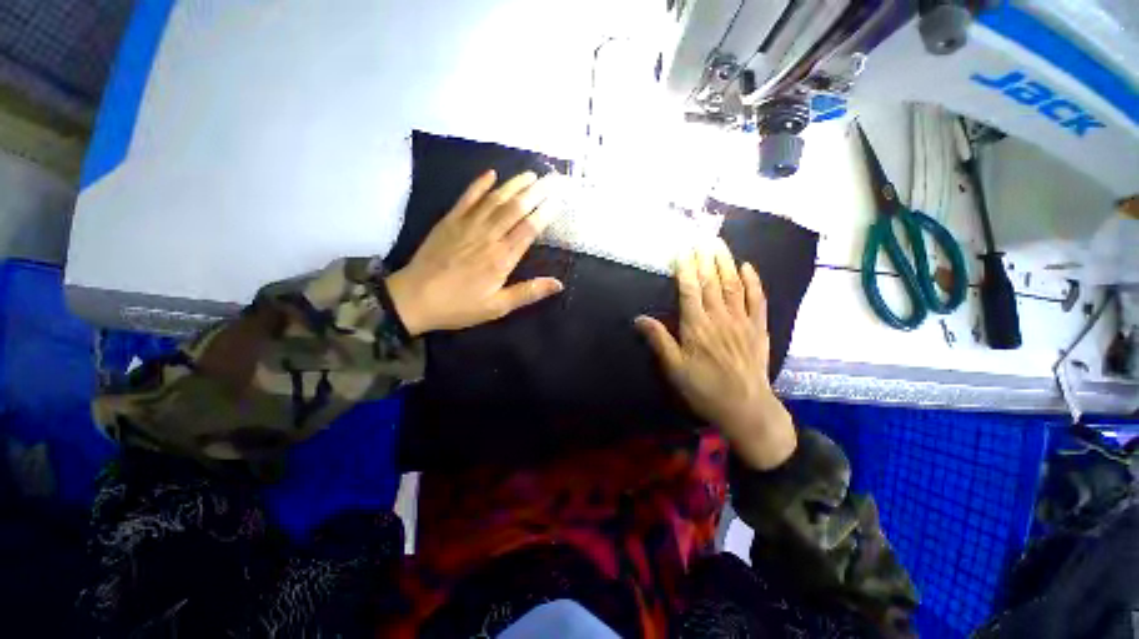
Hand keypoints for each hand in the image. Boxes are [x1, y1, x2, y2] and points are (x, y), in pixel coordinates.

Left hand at [386, 170, 563, 335]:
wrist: (413, 298)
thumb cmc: (459, 305)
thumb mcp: (498, 306)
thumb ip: (529, 292)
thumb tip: (559, 284)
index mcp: (502, 258)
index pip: (530, 228)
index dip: (546, 212)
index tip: (559, 199)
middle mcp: (488, 236)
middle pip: (516, 208)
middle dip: (536, 192)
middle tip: (552, 179)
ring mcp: (467, 225)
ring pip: (495, 199)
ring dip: (514, 184)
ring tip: (531, 174)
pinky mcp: (449, 221)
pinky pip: (467, 198)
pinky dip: (479, 184)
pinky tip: (491, 173)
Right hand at [636, 240, 795, 469]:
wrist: (746, 407)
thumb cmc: (704, 388)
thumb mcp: (674, 369)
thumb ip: (659, 341)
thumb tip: (639, 318)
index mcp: (697, 327)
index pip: (689, 290)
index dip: (685, 268)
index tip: (682, 250)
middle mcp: (719, 318)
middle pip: (711, 282)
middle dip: (705, 258)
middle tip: (700, 236)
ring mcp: (742, 321)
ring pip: (733, 285)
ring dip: (726, 262)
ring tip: (719, 243)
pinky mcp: (758, 328)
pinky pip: (757, 299)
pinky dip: (753, 281)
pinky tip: (748, 267)